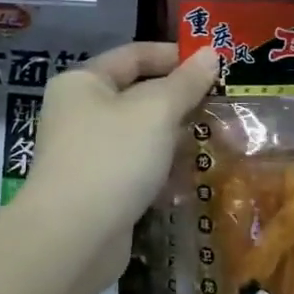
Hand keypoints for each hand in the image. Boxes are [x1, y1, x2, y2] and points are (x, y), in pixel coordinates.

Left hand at [25, 42, 219, 253]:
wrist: (71, 240)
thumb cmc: (112, 158)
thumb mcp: (157, 111)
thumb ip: (186, 82)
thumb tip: (211, 53)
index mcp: (83, 82)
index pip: (134, 55)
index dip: (174, 56)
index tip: (214, 66)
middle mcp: (79, 112)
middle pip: (138, 95)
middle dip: (180, 102)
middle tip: (221, 107)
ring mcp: (86, 153)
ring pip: (141, 135)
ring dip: (175, 139)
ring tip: (216, 142)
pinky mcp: (97, 190)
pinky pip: (136, 169)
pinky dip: (161, 171)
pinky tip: (189, 180)